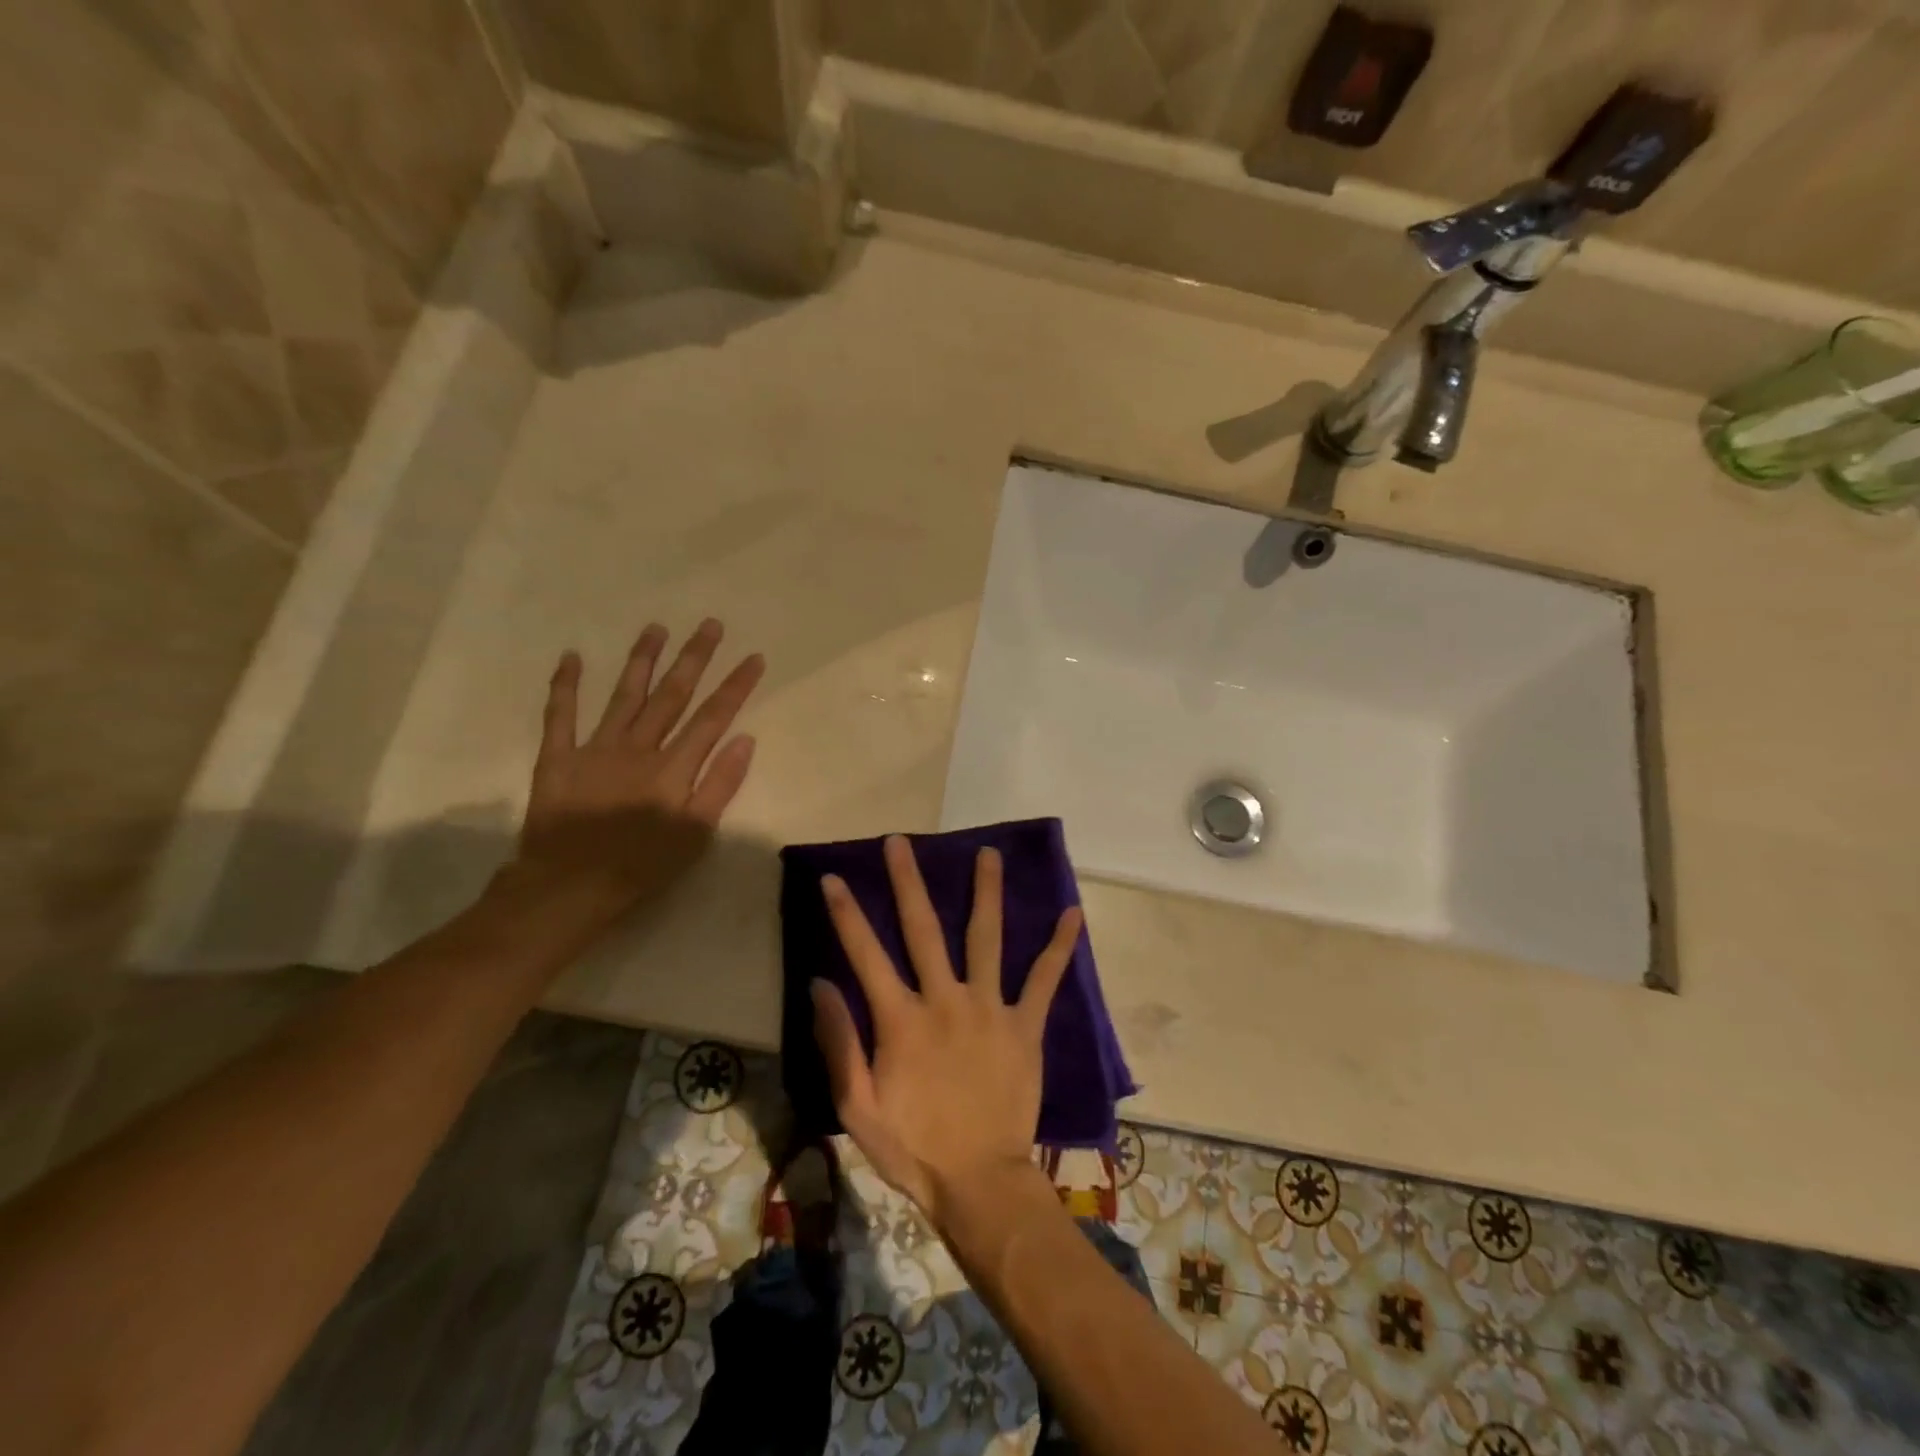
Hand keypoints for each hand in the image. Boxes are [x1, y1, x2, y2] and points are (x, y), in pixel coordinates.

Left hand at [506, 619, 763, 927]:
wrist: (569, 886)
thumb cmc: (643, 865)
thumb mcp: (696, 833)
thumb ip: (721, 784)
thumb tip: (744, 739)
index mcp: (674, 766)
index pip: (713, 717)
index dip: (735, 686)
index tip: (753, 657)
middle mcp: (639, 747)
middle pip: (672, 694)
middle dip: (694, 658)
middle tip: (710, 625)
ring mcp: (596, 747)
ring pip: (625, 694)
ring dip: (642, 659)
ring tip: (656, 628)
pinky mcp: (558, 757)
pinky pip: (560, 715)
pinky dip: (564, 685)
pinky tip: (571, 656)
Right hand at [811, 835, 1083, 1228]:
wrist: (979, 1182)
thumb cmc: (914, 1148)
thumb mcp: (857, 1107)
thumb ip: (839, 1042)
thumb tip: (820, 983)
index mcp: (902, 1019)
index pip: (866, 953)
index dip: (847, 913)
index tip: (834, 877)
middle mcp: (945, 1000)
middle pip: (924, 929)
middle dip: (909, 882)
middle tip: (901, 841)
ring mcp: (990, 1009)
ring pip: (986, 938)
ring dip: (986, 892)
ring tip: (988, 852)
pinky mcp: (1025, 1026)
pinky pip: (1045, 980)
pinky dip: (1060, 947)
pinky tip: (1074, 913)